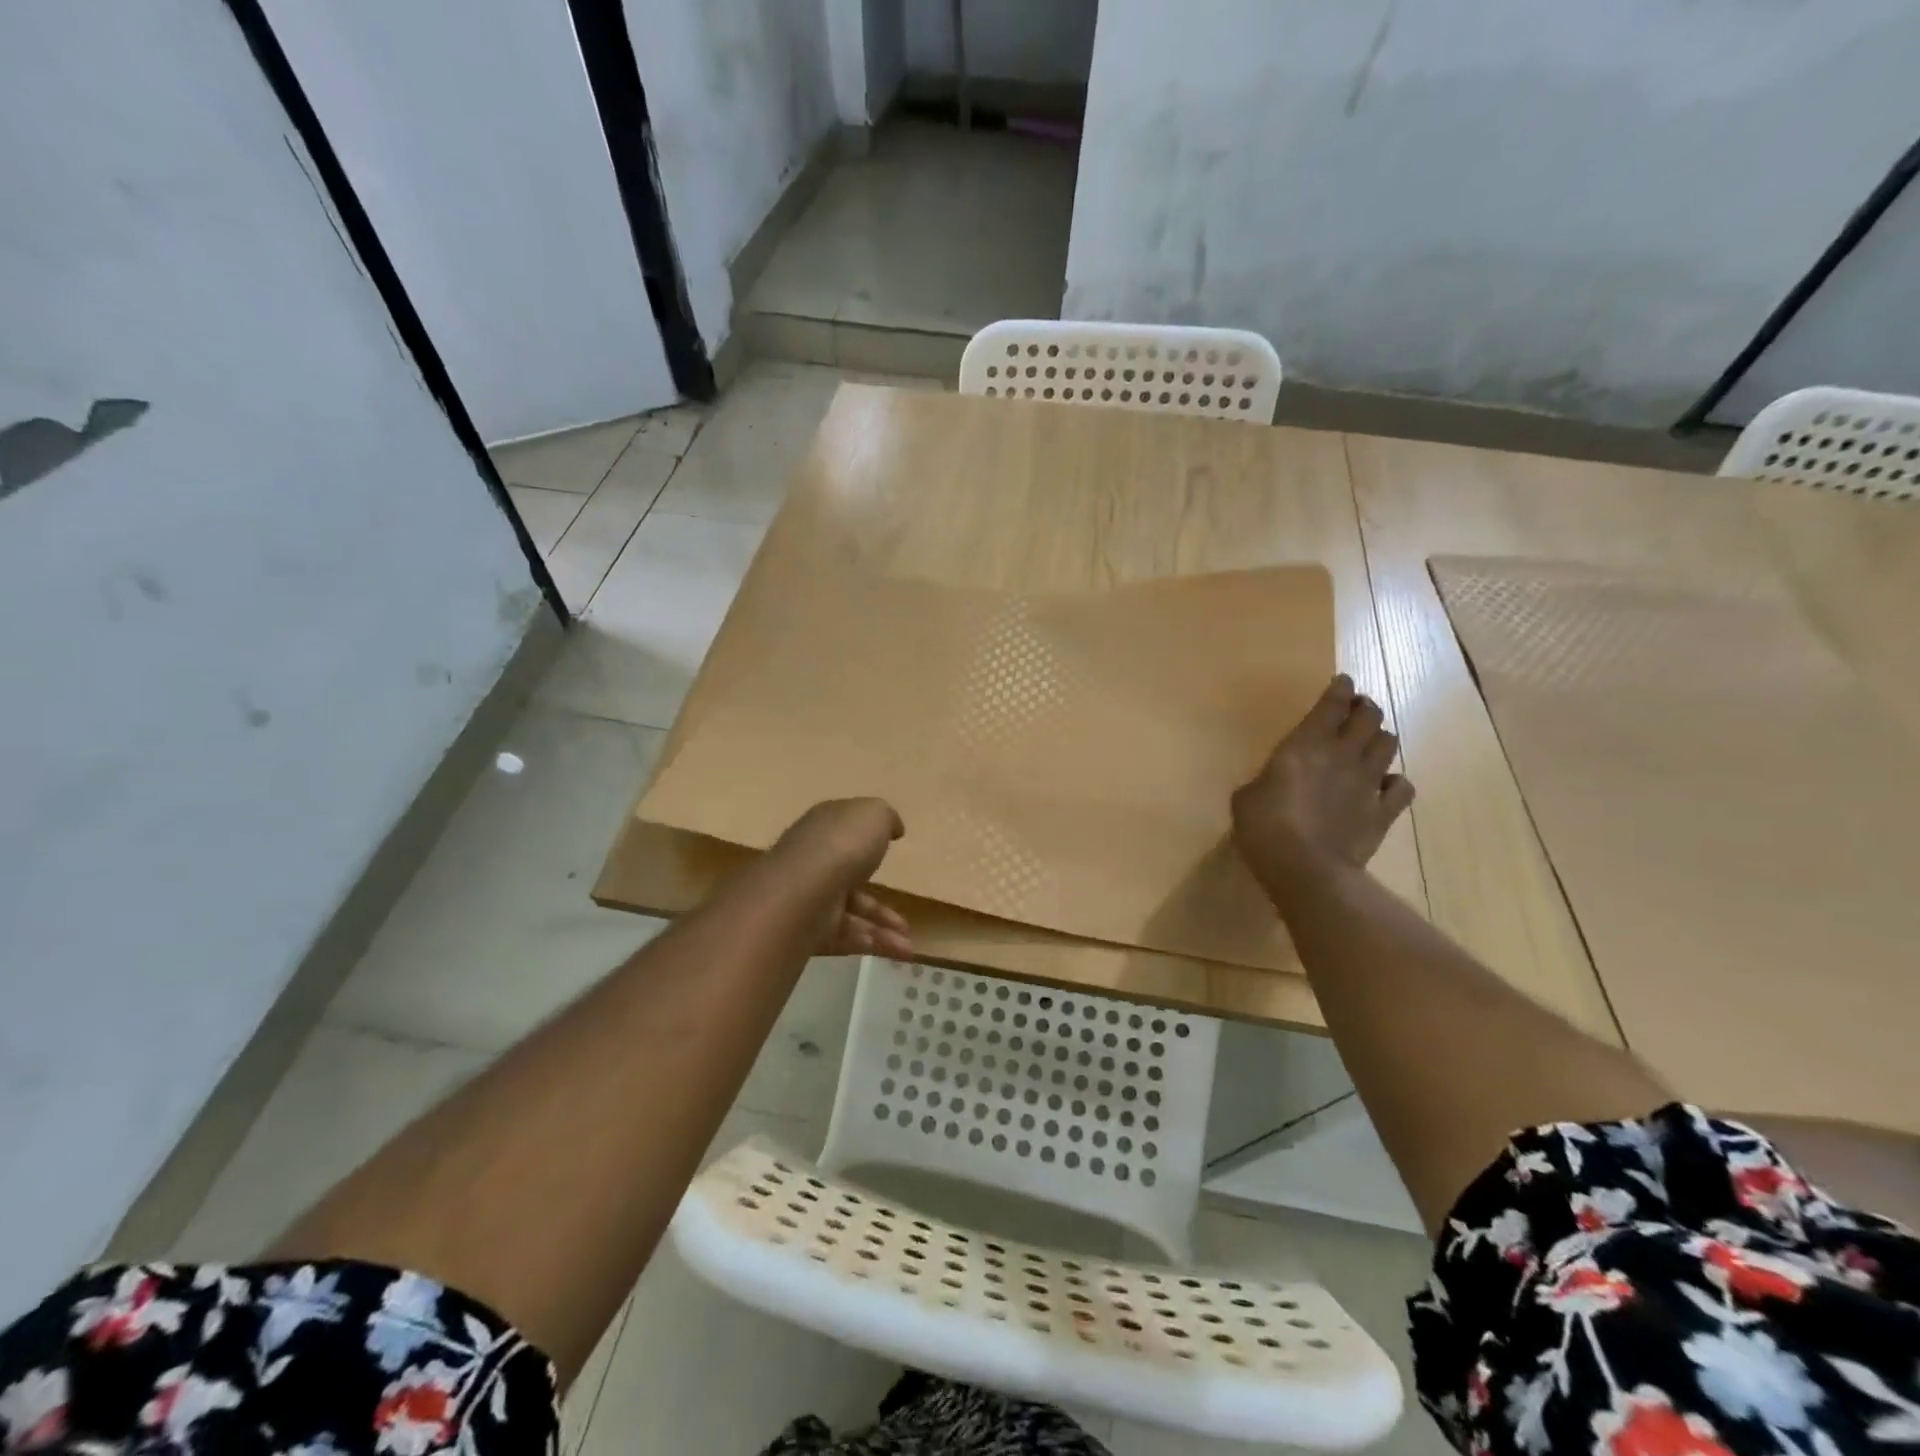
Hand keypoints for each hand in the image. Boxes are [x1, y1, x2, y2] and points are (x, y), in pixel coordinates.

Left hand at [767, 799, 911, 957]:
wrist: (804, 891)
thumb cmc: (843, 844)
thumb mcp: (875, 815)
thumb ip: (886, 818)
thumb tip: (893, 829)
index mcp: (826, 828)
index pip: (845, 831)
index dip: (867, 838)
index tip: (891, 848)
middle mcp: (815, 862)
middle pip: (851, 880)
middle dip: (880, 901)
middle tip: (904, 918)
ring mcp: (811, 898)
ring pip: (852, 914)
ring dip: (883, 929)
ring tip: (908, 946)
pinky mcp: (809, 930)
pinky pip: (845, 937)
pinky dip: (872, 944)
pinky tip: (898, 951)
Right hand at [1231, 675, 1414, 897]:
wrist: (1304, 868)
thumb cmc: (1263, 826)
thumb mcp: (1247, 797)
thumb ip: (1266, 780)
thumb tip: (1272, 783)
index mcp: (1305, 744)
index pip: (1332, 703)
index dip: (1340, 688)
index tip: (1342, 682)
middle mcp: (1343, 754)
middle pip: (1369, 716)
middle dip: (1365, 708)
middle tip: (1357, 711)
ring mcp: (1367, 782)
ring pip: (1389, 744)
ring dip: (1380, 739)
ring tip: (1370, 744)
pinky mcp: (1382, 812)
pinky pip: (1403, 787)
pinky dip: (1395, 782)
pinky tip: (1384, 786)